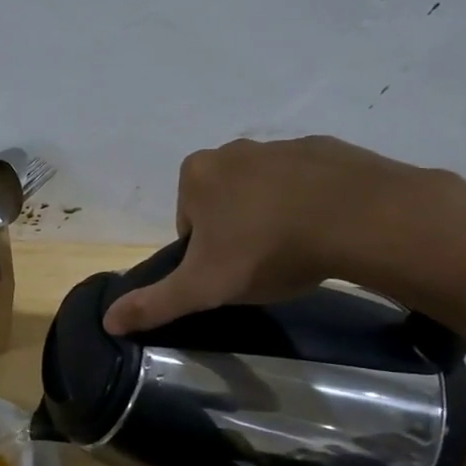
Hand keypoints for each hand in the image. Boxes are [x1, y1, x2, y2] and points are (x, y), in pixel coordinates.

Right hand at [103, 136, 465, 334]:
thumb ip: (154, 303)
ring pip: (264, 190)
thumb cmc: (266, 249)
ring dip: (273, 216)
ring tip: (297, 250)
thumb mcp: (203, 287)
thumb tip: (108, 321)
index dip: (204, 252)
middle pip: (223, 202)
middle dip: (236, 231)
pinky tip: (326, 230)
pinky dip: (309, 203)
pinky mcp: (326, 148)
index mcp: (196, 175)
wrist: (358, 218)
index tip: (228, 272)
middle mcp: (233, 149)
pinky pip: (306, 182)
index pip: (187, 221)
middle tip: (261, 264)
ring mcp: (281, 145)